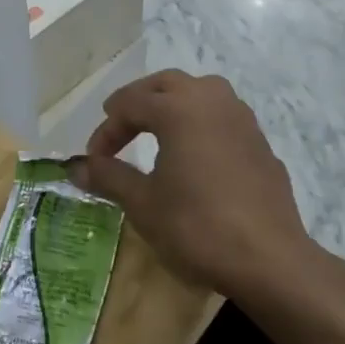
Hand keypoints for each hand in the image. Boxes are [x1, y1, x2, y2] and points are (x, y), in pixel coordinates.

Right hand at [71, 71, 328, 304]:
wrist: (268, 259)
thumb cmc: (196, 226)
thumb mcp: (143, 203)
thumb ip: (108, 176)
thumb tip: (76, 166)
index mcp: (179, 108)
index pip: (130, 104)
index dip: (106, 129)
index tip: (94, 159)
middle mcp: (212, 101)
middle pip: (167, 84)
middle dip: (139, 100)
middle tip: (119, 124)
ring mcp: (243, 120)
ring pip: (201, 93)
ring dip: (173, 105)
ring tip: (156, 130)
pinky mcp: (261, 144)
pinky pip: (223, 118)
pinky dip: (200, 124)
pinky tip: (195, 156)